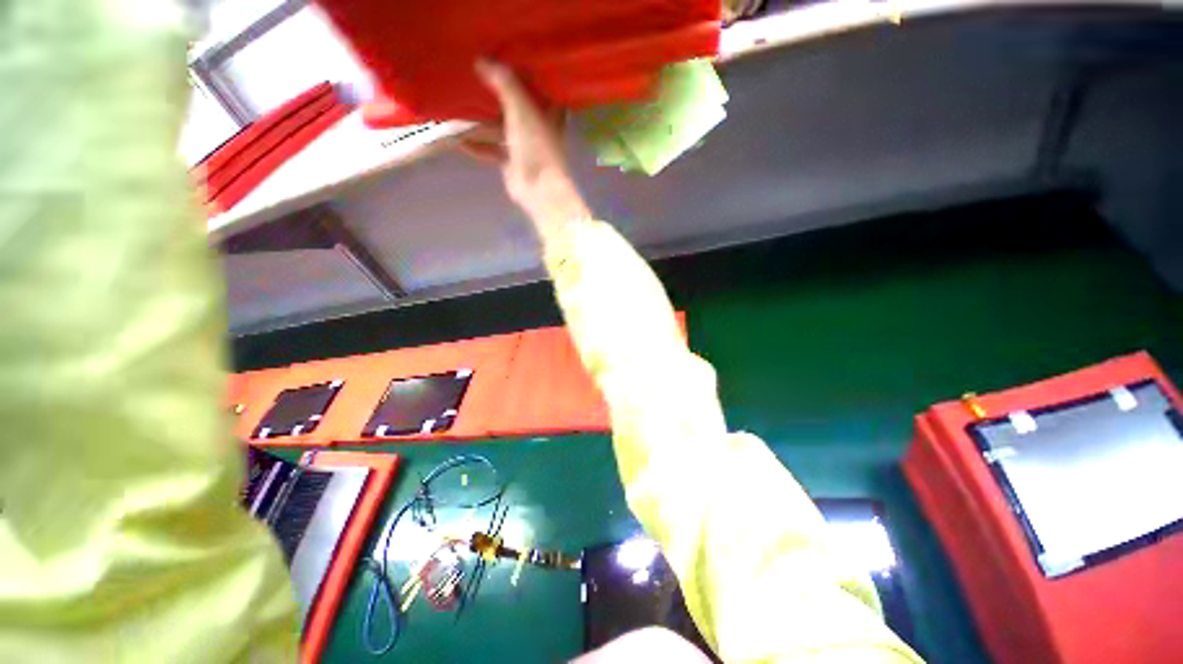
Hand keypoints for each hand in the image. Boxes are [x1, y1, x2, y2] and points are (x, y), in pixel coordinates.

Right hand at [463, 60, 590, 236]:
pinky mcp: (512, 163)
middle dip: (495, 93)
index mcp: (547, 111)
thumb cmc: (536, 145)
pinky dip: (477, 145)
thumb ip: (504, 83)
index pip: (535, 85)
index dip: (521, 71)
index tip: (500, 56)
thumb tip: (481, 61)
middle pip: (514, 104)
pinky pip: (491, 150)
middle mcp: (537, 126)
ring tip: (458, 103)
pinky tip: (458, 139)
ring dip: (482, 119)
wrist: (539, 189)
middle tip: (472, 74)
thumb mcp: (521, 108)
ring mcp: (524, 146)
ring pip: (500, 127)